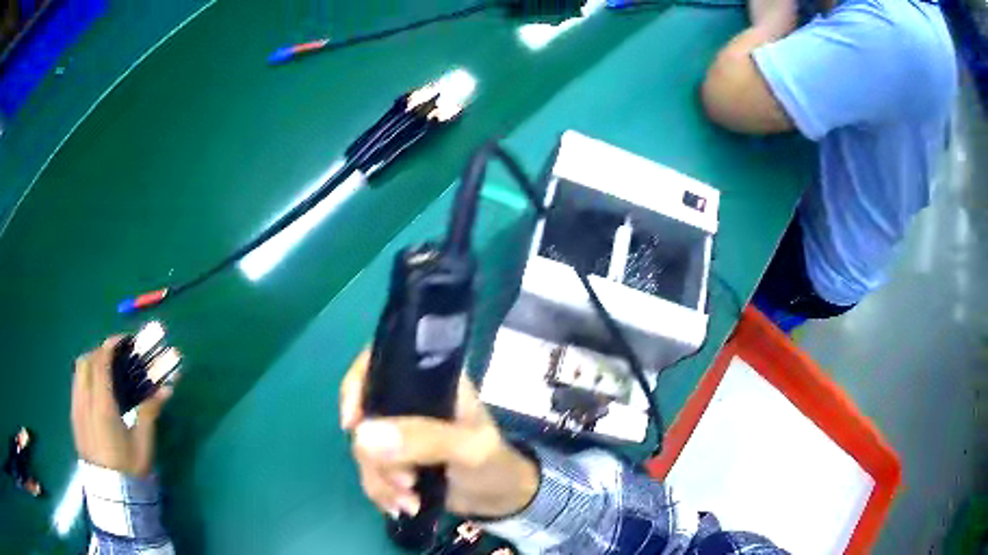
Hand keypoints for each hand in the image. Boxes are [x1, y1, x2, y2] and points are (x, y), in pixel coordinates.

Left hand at [71, 336, 177, 476]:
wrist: (112, 496)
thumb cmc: (129, 470)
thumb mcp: (143, 443)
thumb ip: (149, 412)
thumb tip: (166, 388)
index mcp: (102, 406)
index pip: (101, 362)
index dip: (112, 345)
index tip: (124, 341)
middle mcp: (84, 402)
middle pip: (86, 361)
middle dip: (99, 352)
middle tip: (115, 358)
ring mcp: (76, 410)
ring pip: (77, 372)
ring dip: (90, 364)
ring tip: (105, 374)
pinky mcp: (74, 419)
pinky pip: (75, 387)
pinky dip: (84, 379)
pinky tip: (96, 394)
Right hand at [340, 350, 539, 519]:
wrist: (501, 499)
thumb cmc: (494, 462)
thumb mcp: (469, 448)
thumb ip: (424, 439)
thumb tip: (363, 435)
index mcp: (430, 381)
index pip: (381, 362)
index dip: (356, 385)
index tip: (353, 423)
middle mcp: (408, 401)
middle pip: (364, 415)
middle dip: (377, 457)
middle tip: (406, 481)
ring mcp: (399, 432)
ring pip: (364, 449)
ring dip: (381, 481)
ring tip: (410, 501)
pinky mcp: (396, 459)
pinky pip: (370, 471)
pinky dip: (382, 492)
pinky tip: (403, 507)